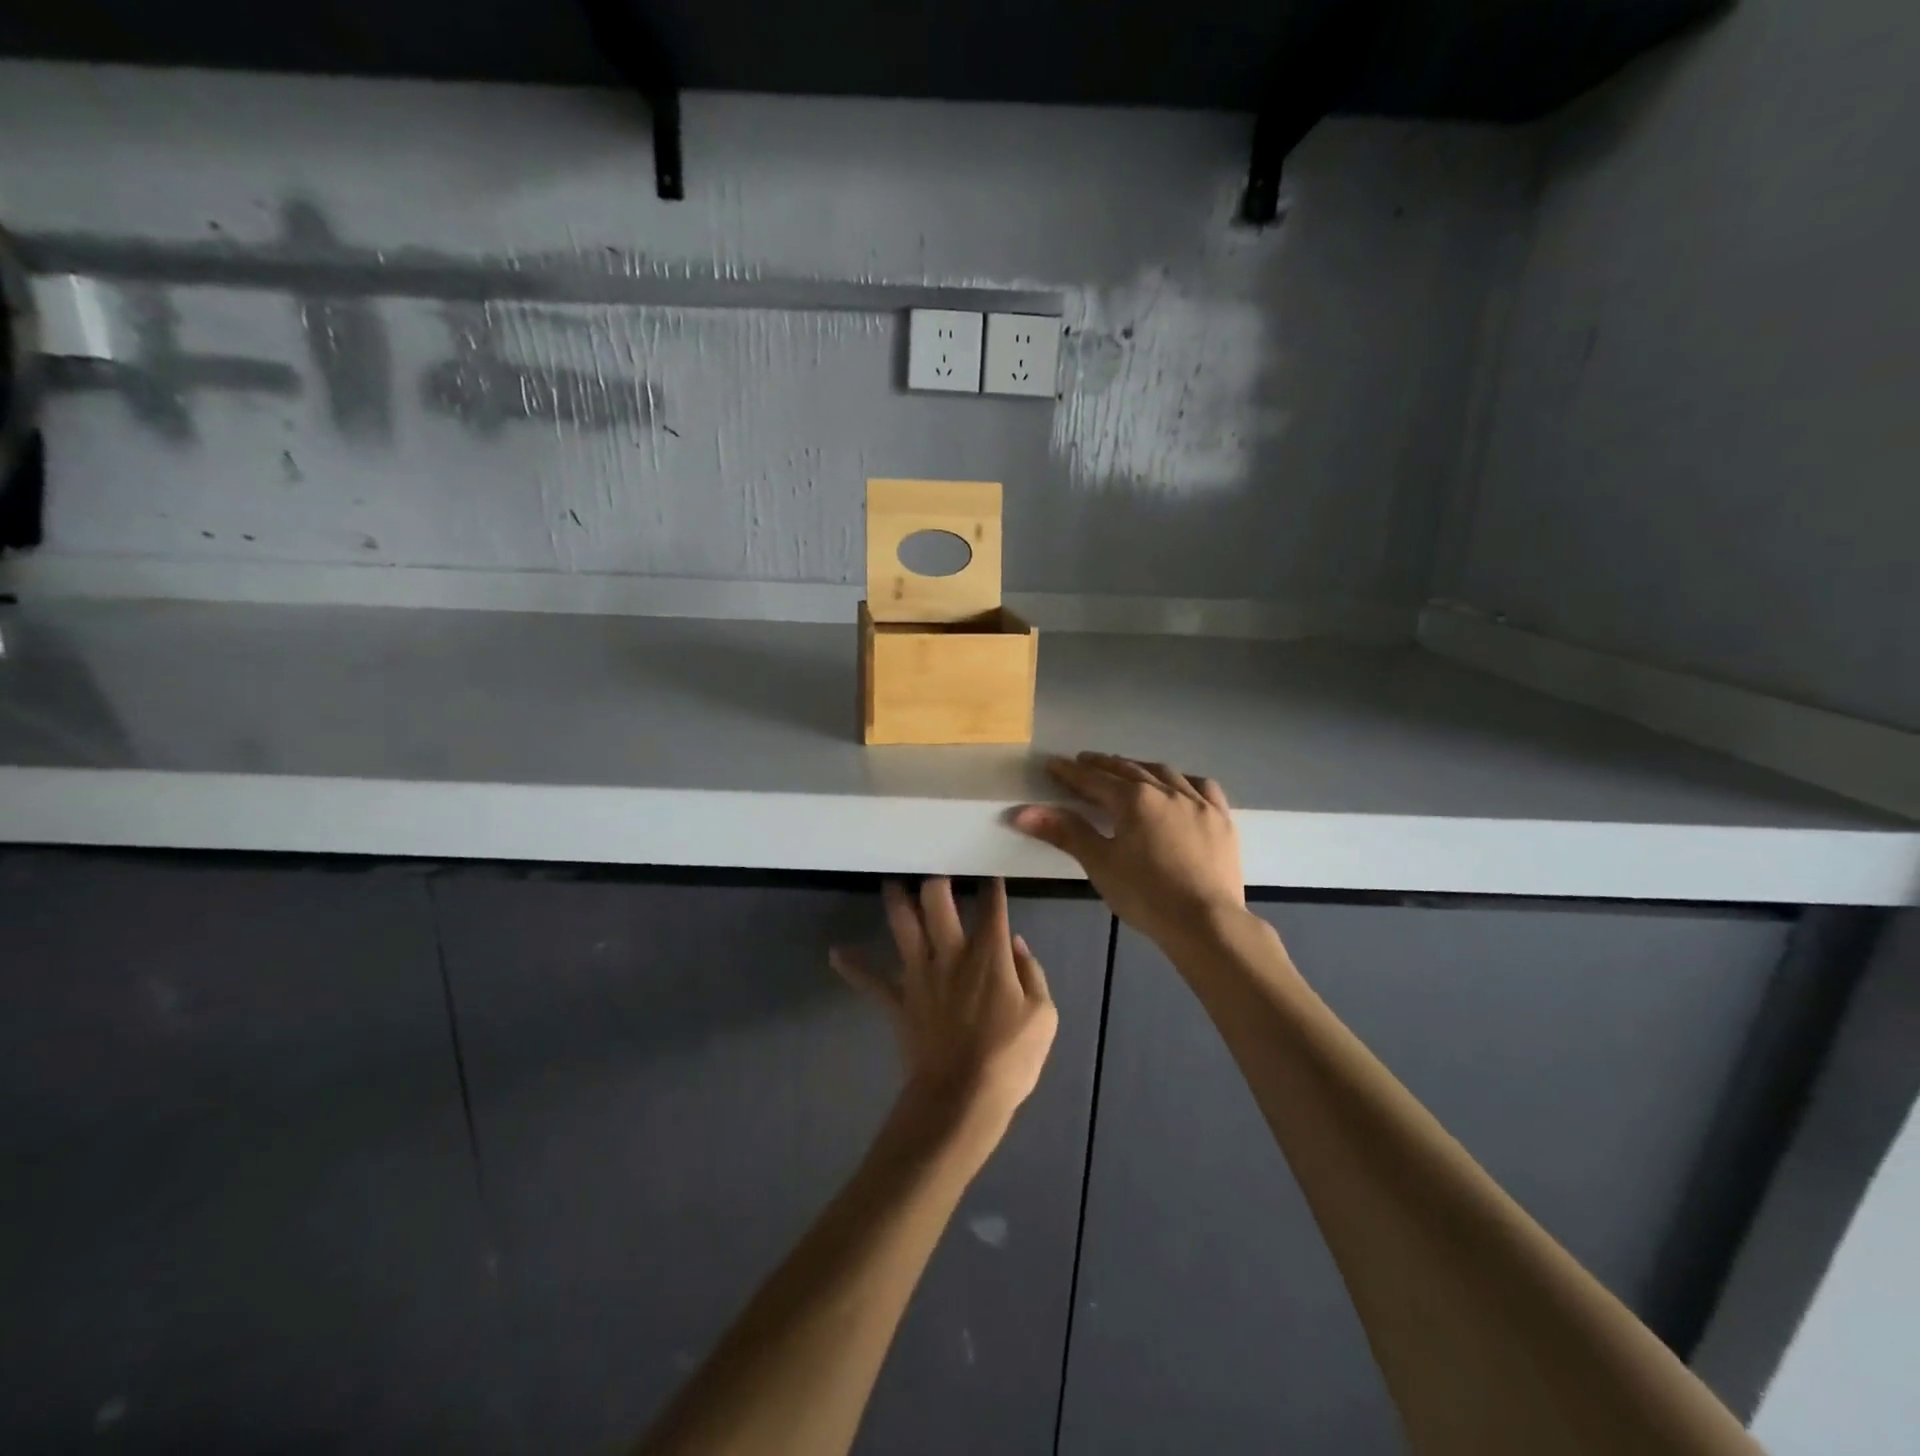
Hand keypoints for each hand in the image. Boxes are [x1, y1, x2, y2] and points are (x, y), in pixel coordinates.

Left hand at [831, 878, 1057, 1145]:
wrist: (962, 1097)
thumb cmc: (1010, 1058)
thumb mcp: (1044, 1016)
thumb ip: (1032, 972)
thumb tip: (1016, 943)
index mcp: (989, 954)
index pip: (992, 906)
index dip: (992, 885)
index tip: (989, 870)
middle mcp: (951, 953)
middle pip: (937, 901)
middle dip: (935, 878)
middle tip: (932, 862)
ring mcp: (920, 974)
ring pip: (903, 926)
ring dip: (895, 900)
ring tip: (891, 881)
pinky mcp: (899, 1000)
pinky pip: (871, 981)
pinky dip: (854, 967)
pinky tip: (836, 953)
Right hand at [1014, 752, 1245, 951]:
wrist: (1207, 923)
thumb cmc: (1146, 895)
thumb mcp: (1100, 864)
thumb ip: (1065, 832)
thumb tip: (1022, 813)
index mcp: (1134, 799)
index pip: (1094, 779)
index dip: (1070, 772)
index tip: (1052, 764)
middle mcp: (1166, 790)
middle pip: (1127, 770)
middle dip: (1102, 765)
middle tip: (1083, 762)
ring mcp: (1198, 803)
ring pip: (1164, 773)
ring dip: (1139, 767)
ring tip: (1126, 768)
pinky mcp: (1221, 820)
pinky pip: (1202, 787)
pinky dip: (1183, 781)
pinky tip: (1179, 786)